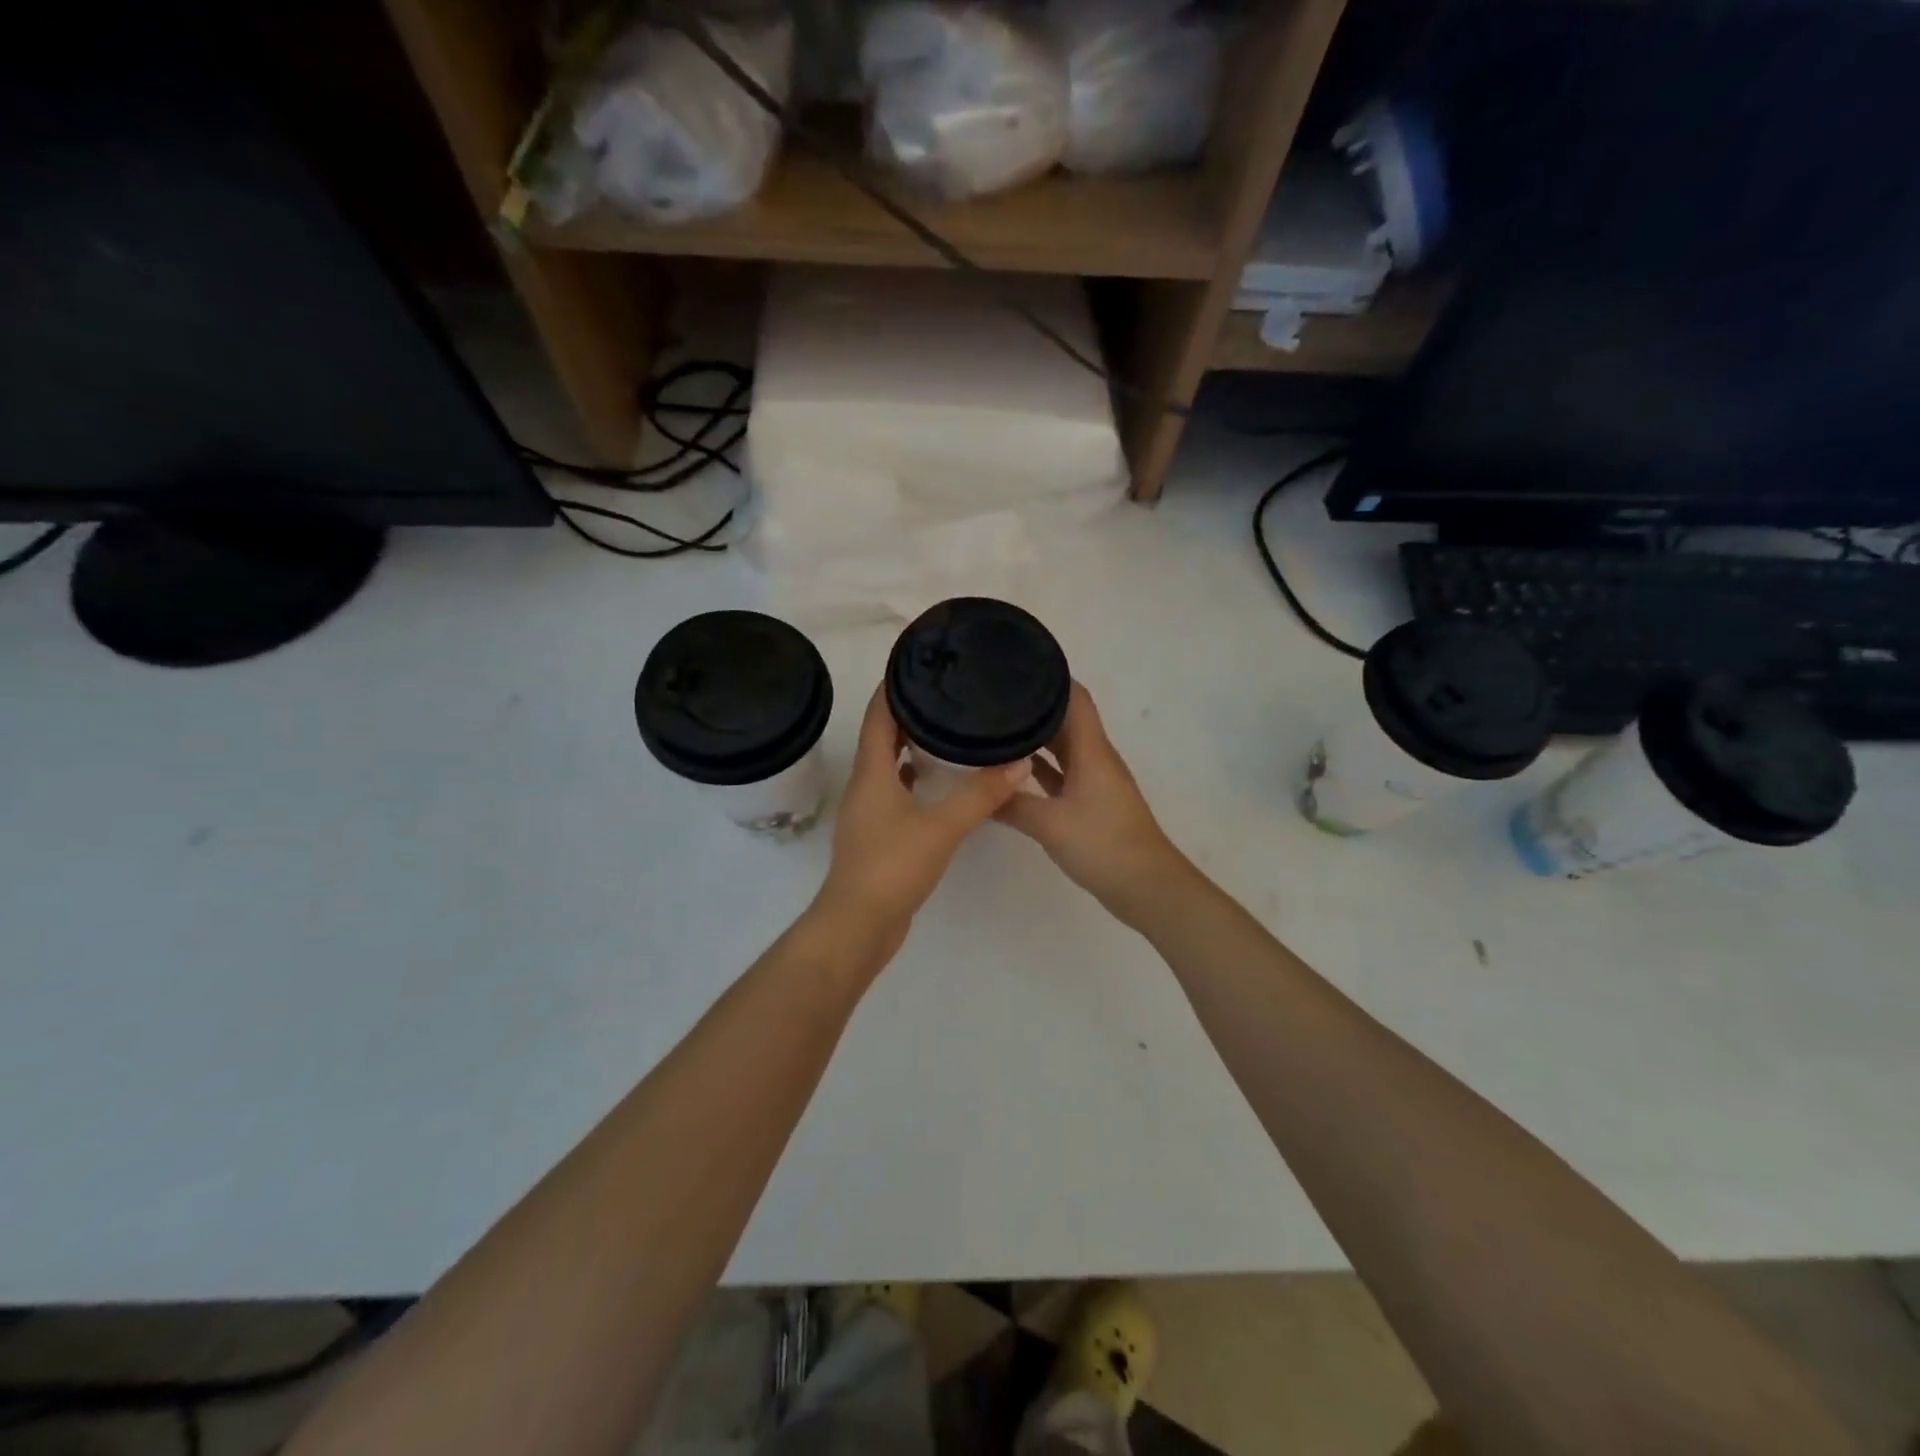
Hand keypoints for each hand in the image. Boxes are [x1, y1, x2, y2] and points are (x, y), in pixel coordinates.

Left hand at [812, 687, 1030, 963]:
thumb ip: (982, 795)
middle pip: (882, 736)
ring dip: (910, 746)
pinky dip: (913, 779)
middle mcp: (865, 785)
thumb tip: (1019, 761)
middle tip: (945, 693)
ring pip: (888, 766)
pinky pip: (895, 792)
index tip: (919, 663)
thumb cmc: (892, 867)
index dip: (893, 686)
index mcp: (871, 772)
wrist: (858, 925)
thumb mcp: (942, 827)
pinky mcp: (878, 835)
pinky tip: (936, 782)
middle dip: (908, 712)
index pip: (878, 714)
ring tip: (945, 730)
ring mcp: (869, 812)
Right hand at [994, 683, 1188, 923]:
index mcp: (1092, 751)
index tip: (1016, 666)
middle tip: (994, 697)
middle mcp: (1095, 758)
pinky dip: (1040, 769)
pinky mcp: (1090, 804)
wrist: (1146, 887)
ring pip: (1062, 748)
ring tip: (997, 727)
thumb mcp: (1050, 824)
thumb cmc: (1103, 845)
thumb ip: (1011, 804)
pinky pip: (1062, 775)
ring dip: (1036, 738)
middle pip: (1065, 720)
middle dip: (1034, 706)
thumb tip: (977, 790)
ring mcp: (1094, 782)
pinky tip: (1012, 772)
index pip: (1075, 698)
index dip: (1051, 677)